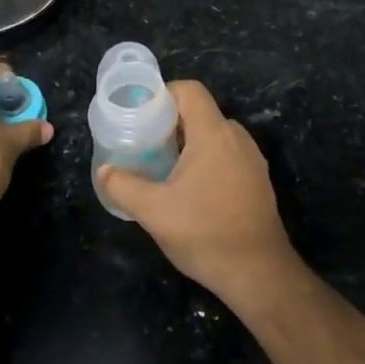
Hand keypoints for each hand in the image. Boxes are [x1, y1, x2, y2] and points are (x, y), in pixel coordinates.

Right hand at [97, 80, 297, 303]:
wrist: (258, 273)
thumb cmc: (205, 233)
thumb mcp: (153, 211)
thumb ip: (124, 186)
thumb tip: (105, 171)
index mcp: (214, 134)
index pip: (190, 91)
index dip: (163, 94)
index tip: (141, 115)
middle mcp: (237, 138)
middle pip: (200, 113)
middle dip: (170, 124)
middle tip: (144, 145)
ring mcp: (252, 160)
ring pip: (214, 137)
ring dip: (188, 145)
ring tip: (163, 168)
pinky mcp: (258, 181)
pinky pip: (227, 156)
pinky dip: (206, 162)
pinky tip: (190, 192)